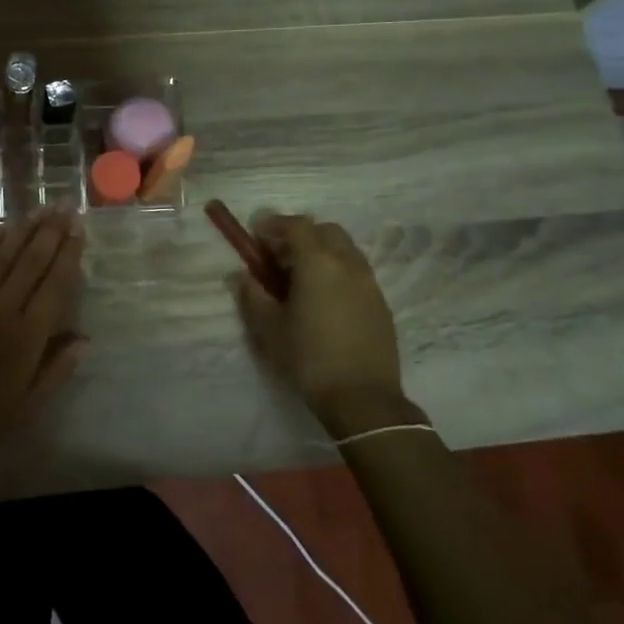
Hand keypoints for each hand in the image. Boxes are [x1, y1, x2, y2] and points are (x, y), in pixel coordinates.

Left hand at [0, 210, 85, 466]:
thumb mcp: (27, 406)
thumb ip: (57, 369)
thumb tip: (84, 339)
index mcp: (27, 336)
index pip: (56, 284)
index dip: (69, 254)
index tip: (80, 230)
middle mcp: (2, 308)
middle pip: (31, 261)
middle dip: (50, 231)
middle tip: (65, 207)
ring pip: (2, 255)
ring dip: (22, 230)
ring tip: (40, 210)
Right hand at [231, 213, 421, 438]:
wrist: (363, 398)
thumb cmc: (309, 358)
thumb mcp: (269, 328)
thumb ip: (252, 295)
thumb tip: (241, 276)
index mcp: (319, 262)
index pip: (297, 225)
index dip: (274, 224)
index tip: (256, 234)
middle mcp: (348, 263)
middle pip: (325, 231)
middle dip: (300, 234)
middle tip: (278, 255)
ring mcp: (369, 283)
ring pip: (344, 250)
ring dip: (321, 252)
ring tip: (300, 278)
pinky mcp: (381, 304)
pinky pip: (356, 272)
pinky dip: (337, 271)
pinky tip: (323, 299)